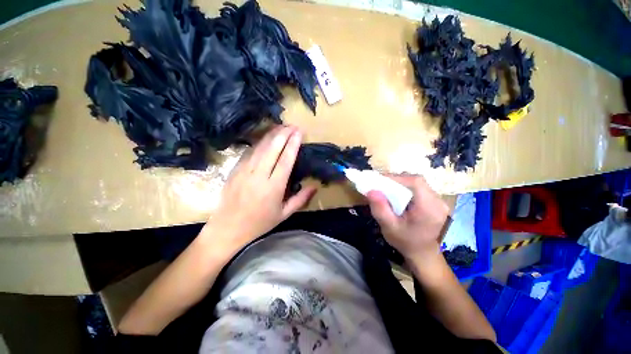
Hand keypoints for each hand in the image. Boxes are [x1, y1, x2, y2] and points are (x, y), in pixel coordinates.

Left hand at [201, 126, 315, 254]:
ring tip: (281, 127)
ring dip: (271, 135)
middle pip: (273, 149)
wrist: (228, 228)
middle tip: (293, 126)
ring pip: (260, 147)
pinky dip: (259, 143)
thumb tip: (314, 187)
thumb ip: (300, 199)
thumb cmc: (260, 223)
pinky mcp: (235, 170)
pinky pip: (249, 152)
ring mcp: (244, 171)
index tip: (299, 132)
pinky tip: (265, 138)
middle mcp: (259, 175)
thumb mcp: (284, 214)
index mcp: (274, 187)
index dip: (293, 144)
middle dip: (284, 134)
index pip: (286, 160)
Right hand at [366, 174, 449, 260]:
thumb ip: (380, 209)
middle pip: (417, 181)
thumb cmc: (405, 241)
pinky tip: (398, 194)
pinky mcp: (435, 200)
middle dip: (397, 180)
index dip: (397, 178)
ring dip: (401, 183)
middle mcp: (438, 202)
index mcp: (429, 209)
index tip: (380, 181)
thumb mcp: (389, 227)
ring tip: (388, 189)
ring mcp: (439, 200)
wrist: (422, 252)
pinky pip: (419, 187)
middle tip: (381, 185)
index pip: (416, 182)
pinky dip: (406, 187)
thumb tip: (371, 190)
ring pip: (418, 182)